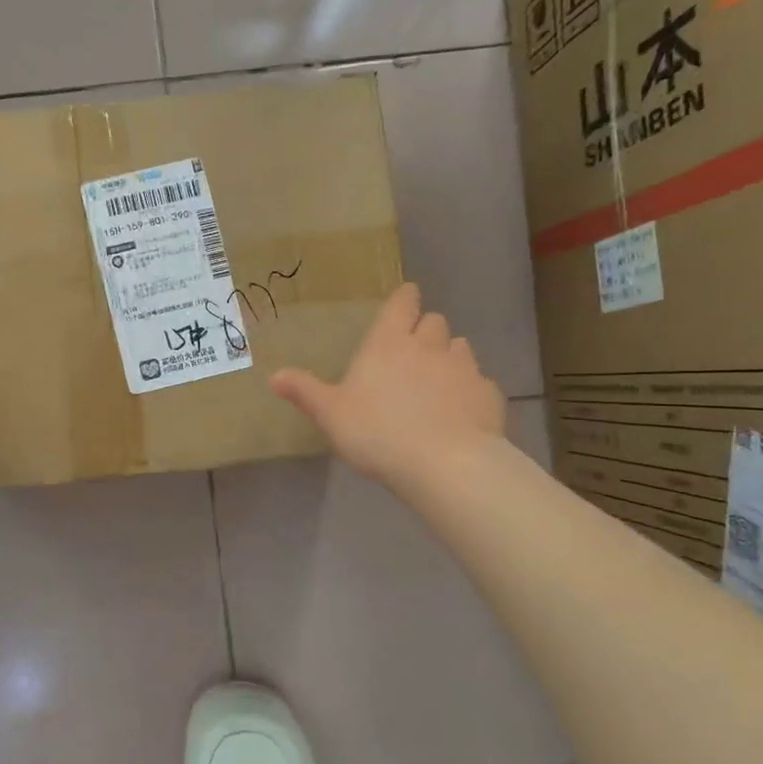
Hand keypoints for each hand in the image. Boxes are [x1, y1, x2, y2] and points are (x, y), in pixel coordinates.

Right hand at [271, 283, 505, 492]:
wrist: (444, 464)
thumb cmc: (377, 432)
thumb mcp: (330, 414)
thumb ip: (305, 391)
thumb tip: (273, 375)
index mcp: (388, 343)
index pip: (402, 303)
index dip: (405, 299)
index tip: (406, 300)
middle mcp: (428, 346)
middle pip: (434, 322)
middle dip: (425, 330)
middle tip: (414, 350)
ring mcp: (464, 369)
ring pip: (460, 347)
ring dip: (449, 356)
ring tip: (439, 379)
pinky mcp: (489, 395)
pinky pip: (480, 383)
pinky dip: (471, 390)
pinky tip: (462, 410)